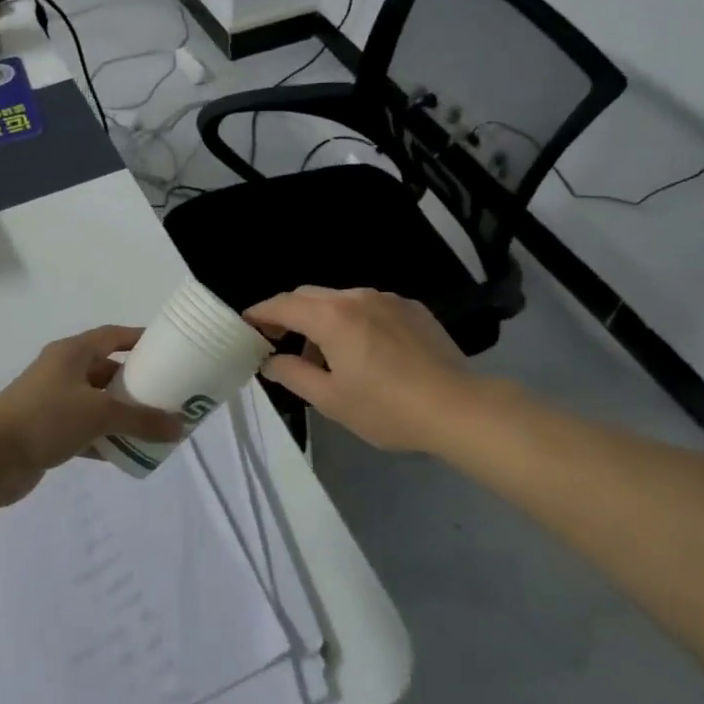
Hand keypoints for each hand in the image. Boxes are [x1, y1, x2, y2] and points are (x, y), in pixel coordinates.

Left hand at [0, 325, 183, 503]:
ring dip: (122, 414)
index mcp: (72, 353)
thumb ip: (141, 420)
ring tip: (154, 426)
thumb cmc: (44, 418)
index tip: (168, 350)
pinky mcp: (46, 431)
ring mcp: (52, 401)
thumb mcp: (99, 414)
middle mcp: (62, 371)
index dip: (139, 340)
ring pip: (97, 403)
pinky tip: (125, 453)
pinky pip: (84, 429)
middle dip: (136, 383)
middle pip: (107, 370)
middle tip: (168, 394)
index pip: (113, 336)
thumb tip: (180, 428)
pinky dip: (104, 438)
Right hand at [245, 287, 475, 453]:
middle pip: (309, 296)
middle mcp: (356, 296)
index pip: (283, 305)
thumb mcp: (331, 400)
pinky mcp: (411, 307)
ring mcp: (387, 298)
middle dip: (288, 314)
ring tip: (326, 356)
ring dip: (322, 319)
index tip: (245, 325)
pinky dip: (353, 320)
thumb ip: (293, 375)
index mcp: (331, 317)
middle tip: (278, 342)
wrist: (458, 407)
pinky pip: (369, 305)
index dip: (259, 313)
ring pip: (340, 299)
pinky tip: (365, 351)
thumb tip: (270, 361)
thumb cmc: (387, 408)